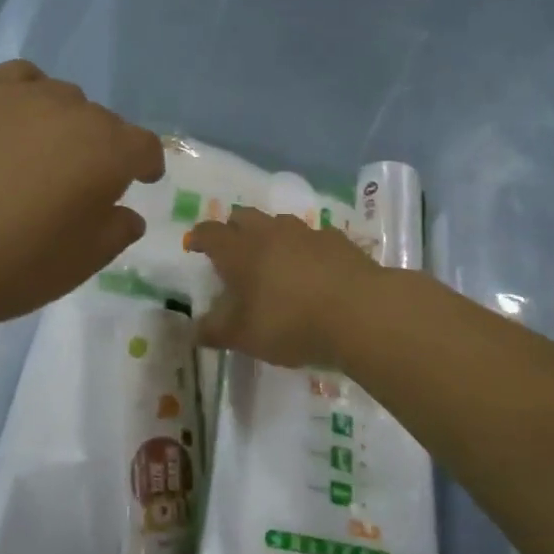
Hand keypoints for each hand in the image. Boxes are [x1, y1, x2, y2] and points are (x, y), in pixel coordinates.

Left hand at [0, 61, 163, 346]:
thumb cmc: (9, 267)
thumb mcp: (81, 263)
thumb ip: (116, 231)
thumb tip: (125, 212)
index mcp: (107, 152)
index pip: (144, 147)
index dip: (147, 165)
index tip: (141, 181)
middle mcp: (71, 111)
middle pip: (104, 122)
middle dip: (103, 150)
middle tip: (79, 185)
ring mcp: (19, 96)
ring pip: (62, 98)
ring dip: (65, 123)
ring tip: (41, 154)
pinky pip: (19, 79)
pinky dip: (27, 95)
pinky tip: (10, 123)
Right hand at [186, 208, 378, 368]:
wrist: (360, 312)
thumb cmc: (290, 323)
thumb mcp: (244, 337)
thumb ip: (215, 331)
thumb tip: (193, 329)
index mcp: (240, 251)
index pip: (210, 232)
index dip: (199, 237)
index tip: (193, 244)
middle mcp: (269, 232)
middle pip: (244, 216)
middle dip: (233, 228)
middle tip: (231, 250)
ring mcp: (306, 232)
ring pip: (279, 223)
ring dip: (269, 234)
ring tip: (272, 258)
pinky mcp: (337, 240)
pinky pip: (312, 236)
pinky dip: (304, 248)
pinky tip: (312, 267)